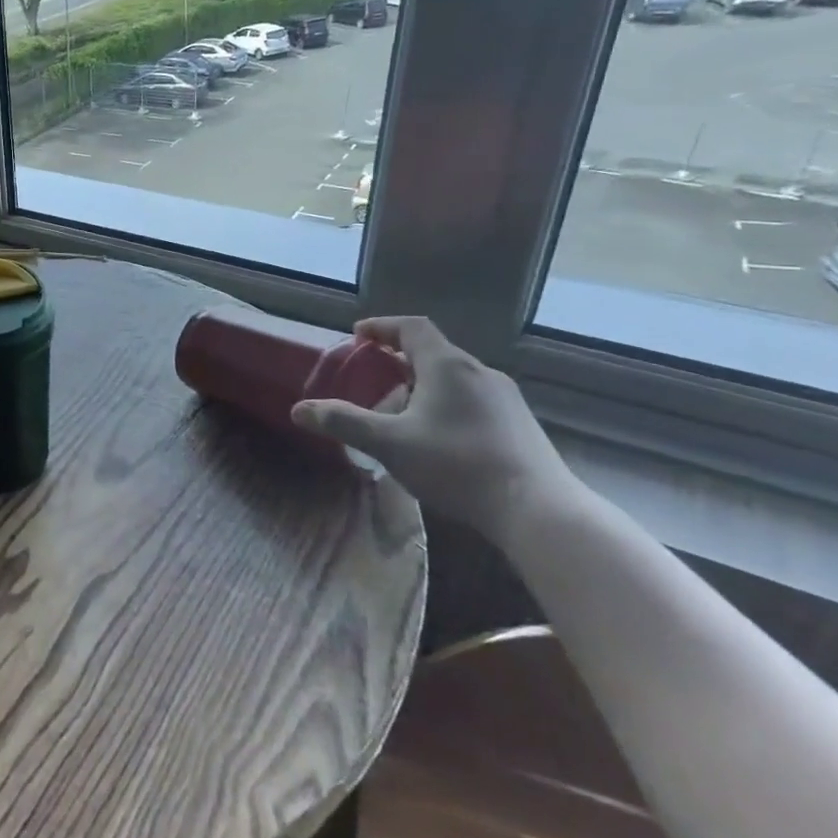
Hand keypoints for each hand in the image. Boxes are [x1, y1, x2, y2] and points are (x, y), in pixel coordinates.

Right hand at [289, 316, 571, 541]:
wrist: (538, 510)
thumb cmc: (457, 464)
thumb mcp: (389, 443)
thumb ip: (343, 422)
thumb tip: (298, 410)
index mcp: (448, 365)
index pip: (412, 328)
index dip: (382, 327)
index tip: (357, 335)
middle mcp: (480, 372)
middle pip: (433, 352)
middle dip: (397, 361)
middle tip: (371, 378)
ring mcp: (505, 399)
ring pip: (454, 378)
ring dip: (422, 385)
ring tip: (399, 412)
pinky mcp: (519, 425)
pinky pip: (472, 400)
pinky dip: (445, 404)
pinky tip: (436, 438)